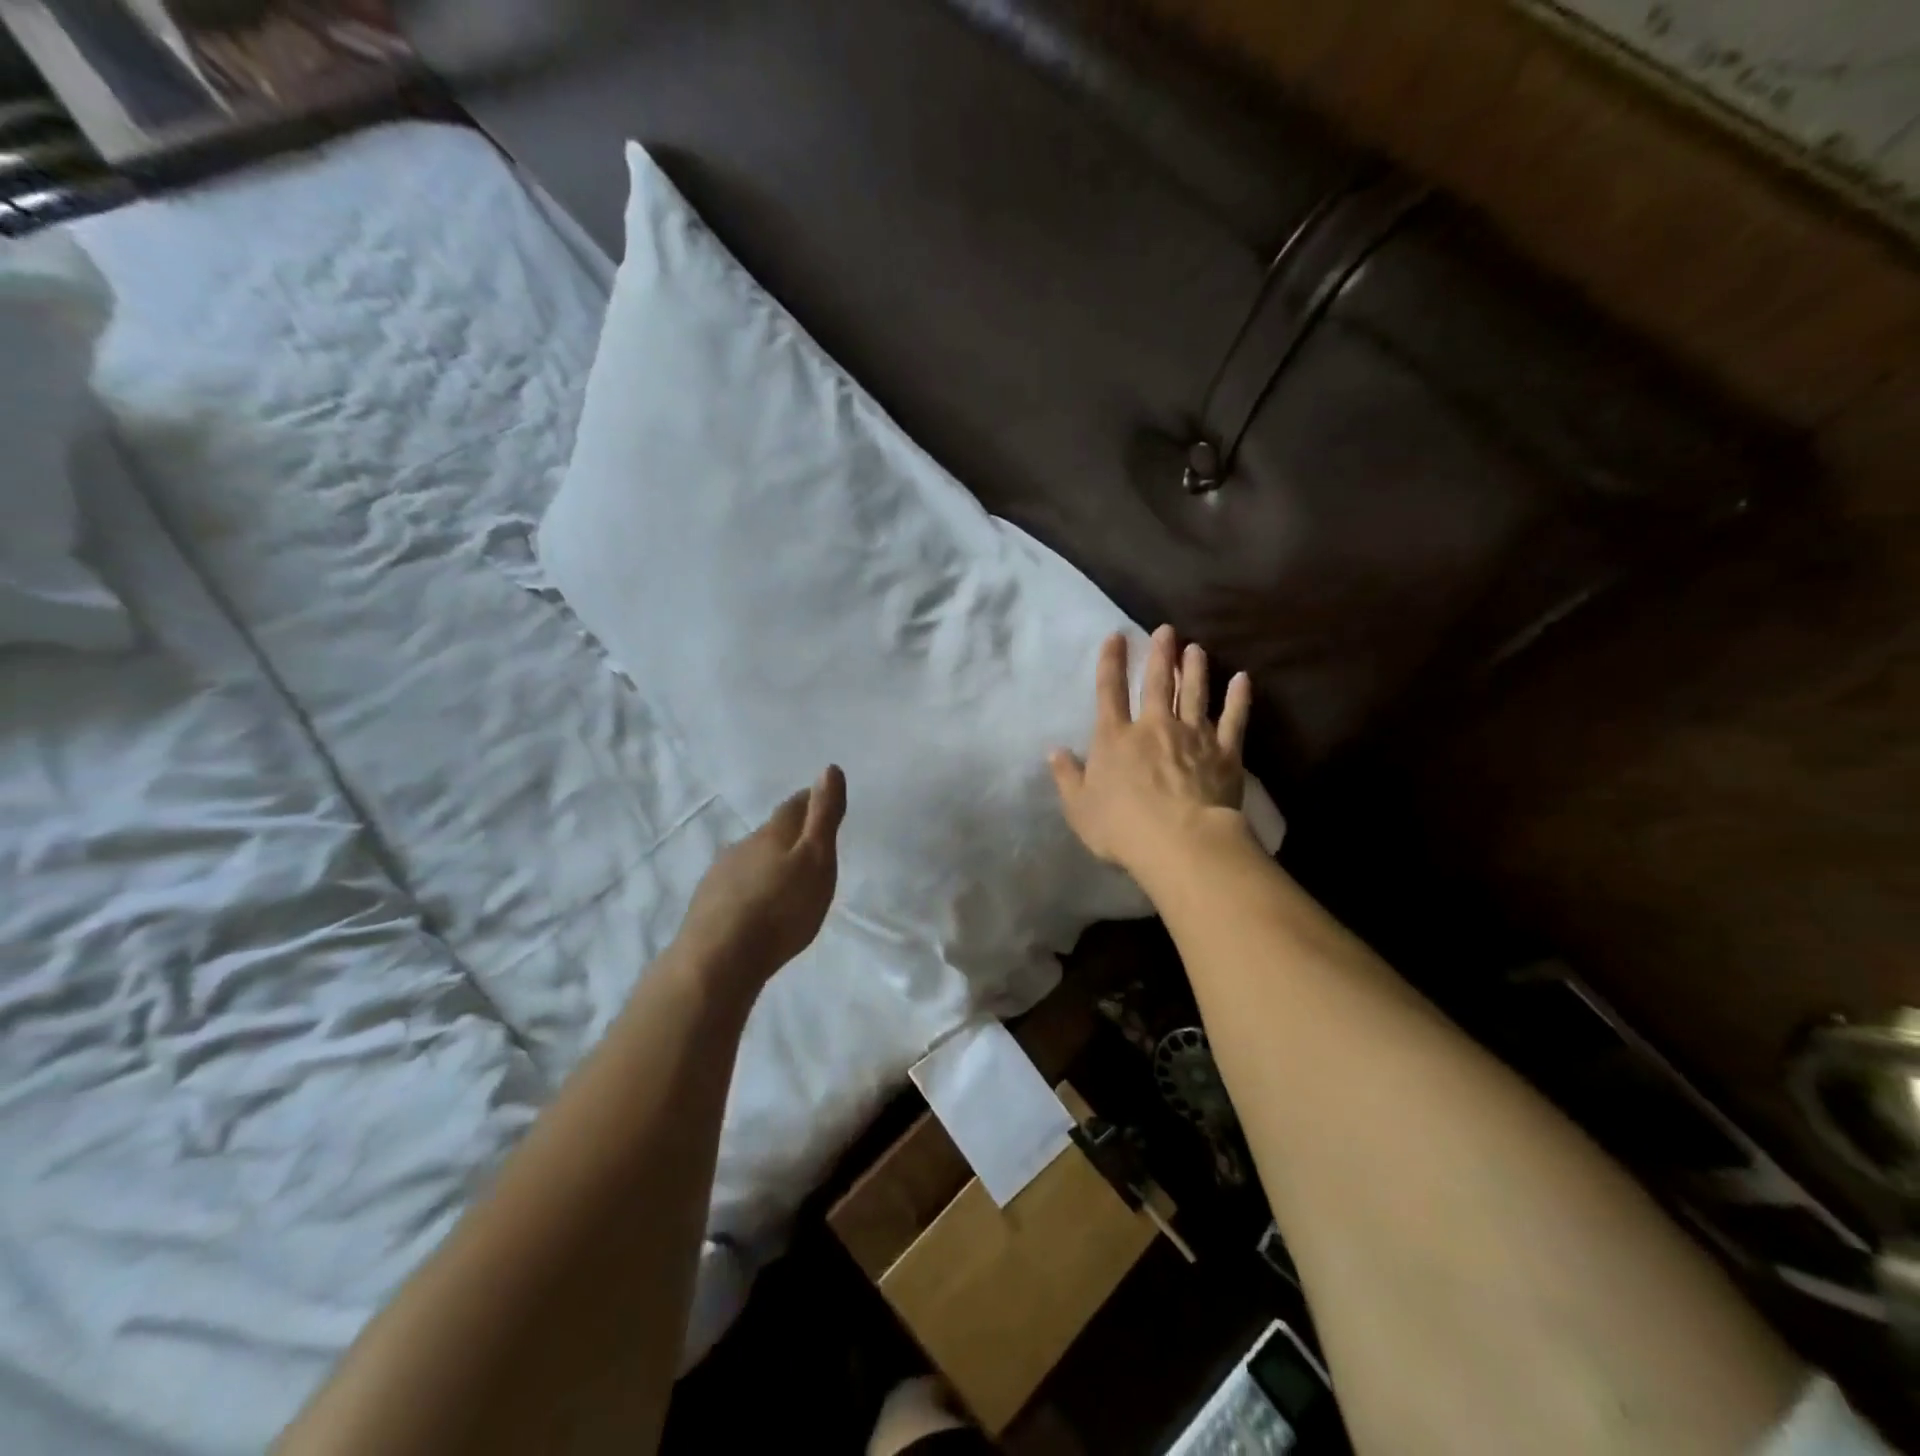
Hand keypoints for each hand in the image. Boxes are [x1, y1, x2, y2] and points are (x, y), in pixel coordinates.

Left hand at [675, 765, 845, 992]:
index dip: (811, 800)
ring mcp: (721, 874)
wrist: (718, 959)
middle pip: (772, 832)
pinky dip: (750, 887)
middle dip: (790, 834)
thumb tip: (829, 769)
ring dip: (768, 862)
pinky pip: (736, 885)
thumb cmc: (780, 909)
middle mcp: (744, 845)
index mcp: (774, 833)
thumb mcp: (816, 861)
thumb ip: (824, 817)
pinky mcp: (708, 904)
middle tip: (809, 844)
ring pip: (751, 858)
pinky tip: (755, 904)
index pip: (795, 806)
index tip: (823, 798)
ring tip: (784, 877)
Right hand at [1049, 627, 1251, 878]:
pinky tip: (1242, 679)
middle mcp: (1153, 727)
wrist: (1180, 842)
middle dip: (1160, 655)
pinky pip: (1233, 719)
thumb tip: (1054, 752)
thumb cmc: (1122, 828)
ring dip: (1194, 669)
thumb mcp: (1079, 808)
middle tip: (1166, 630)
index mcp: (1115, 738)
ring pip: (1194, 693)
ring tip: (1195, 648)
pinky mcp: (1224, 752)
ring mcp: (1192, 736)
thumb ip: (1067, 777)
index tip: (1116, 636)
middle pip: (1157, 684)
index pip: (1109, 691)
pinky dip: (1238, 698)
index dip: (1111, 662)